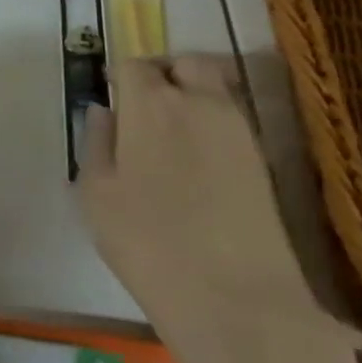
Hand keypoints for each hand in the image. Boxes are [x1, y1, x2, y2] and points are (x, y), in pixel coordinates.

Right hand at [78, 55, 317, 341]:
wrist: (235, 298)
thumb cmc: (146, 242)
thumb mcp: (96, 193)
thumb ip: (96, 142)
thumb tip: (104, 111)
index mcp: (152, 104)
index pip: (134, 64)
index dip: (120, 78)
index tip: (112, 100)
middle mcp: (200, 102)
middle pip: (186, 63)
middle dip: (165, 74)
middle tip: (145, 109)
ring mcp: (239, 129)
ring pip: (215, 89)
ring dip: (192, 98)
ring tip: (173, 138)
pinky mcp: (265, 159)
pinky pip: (233, 122)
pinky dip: (213, 126)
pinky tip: (198, 164)